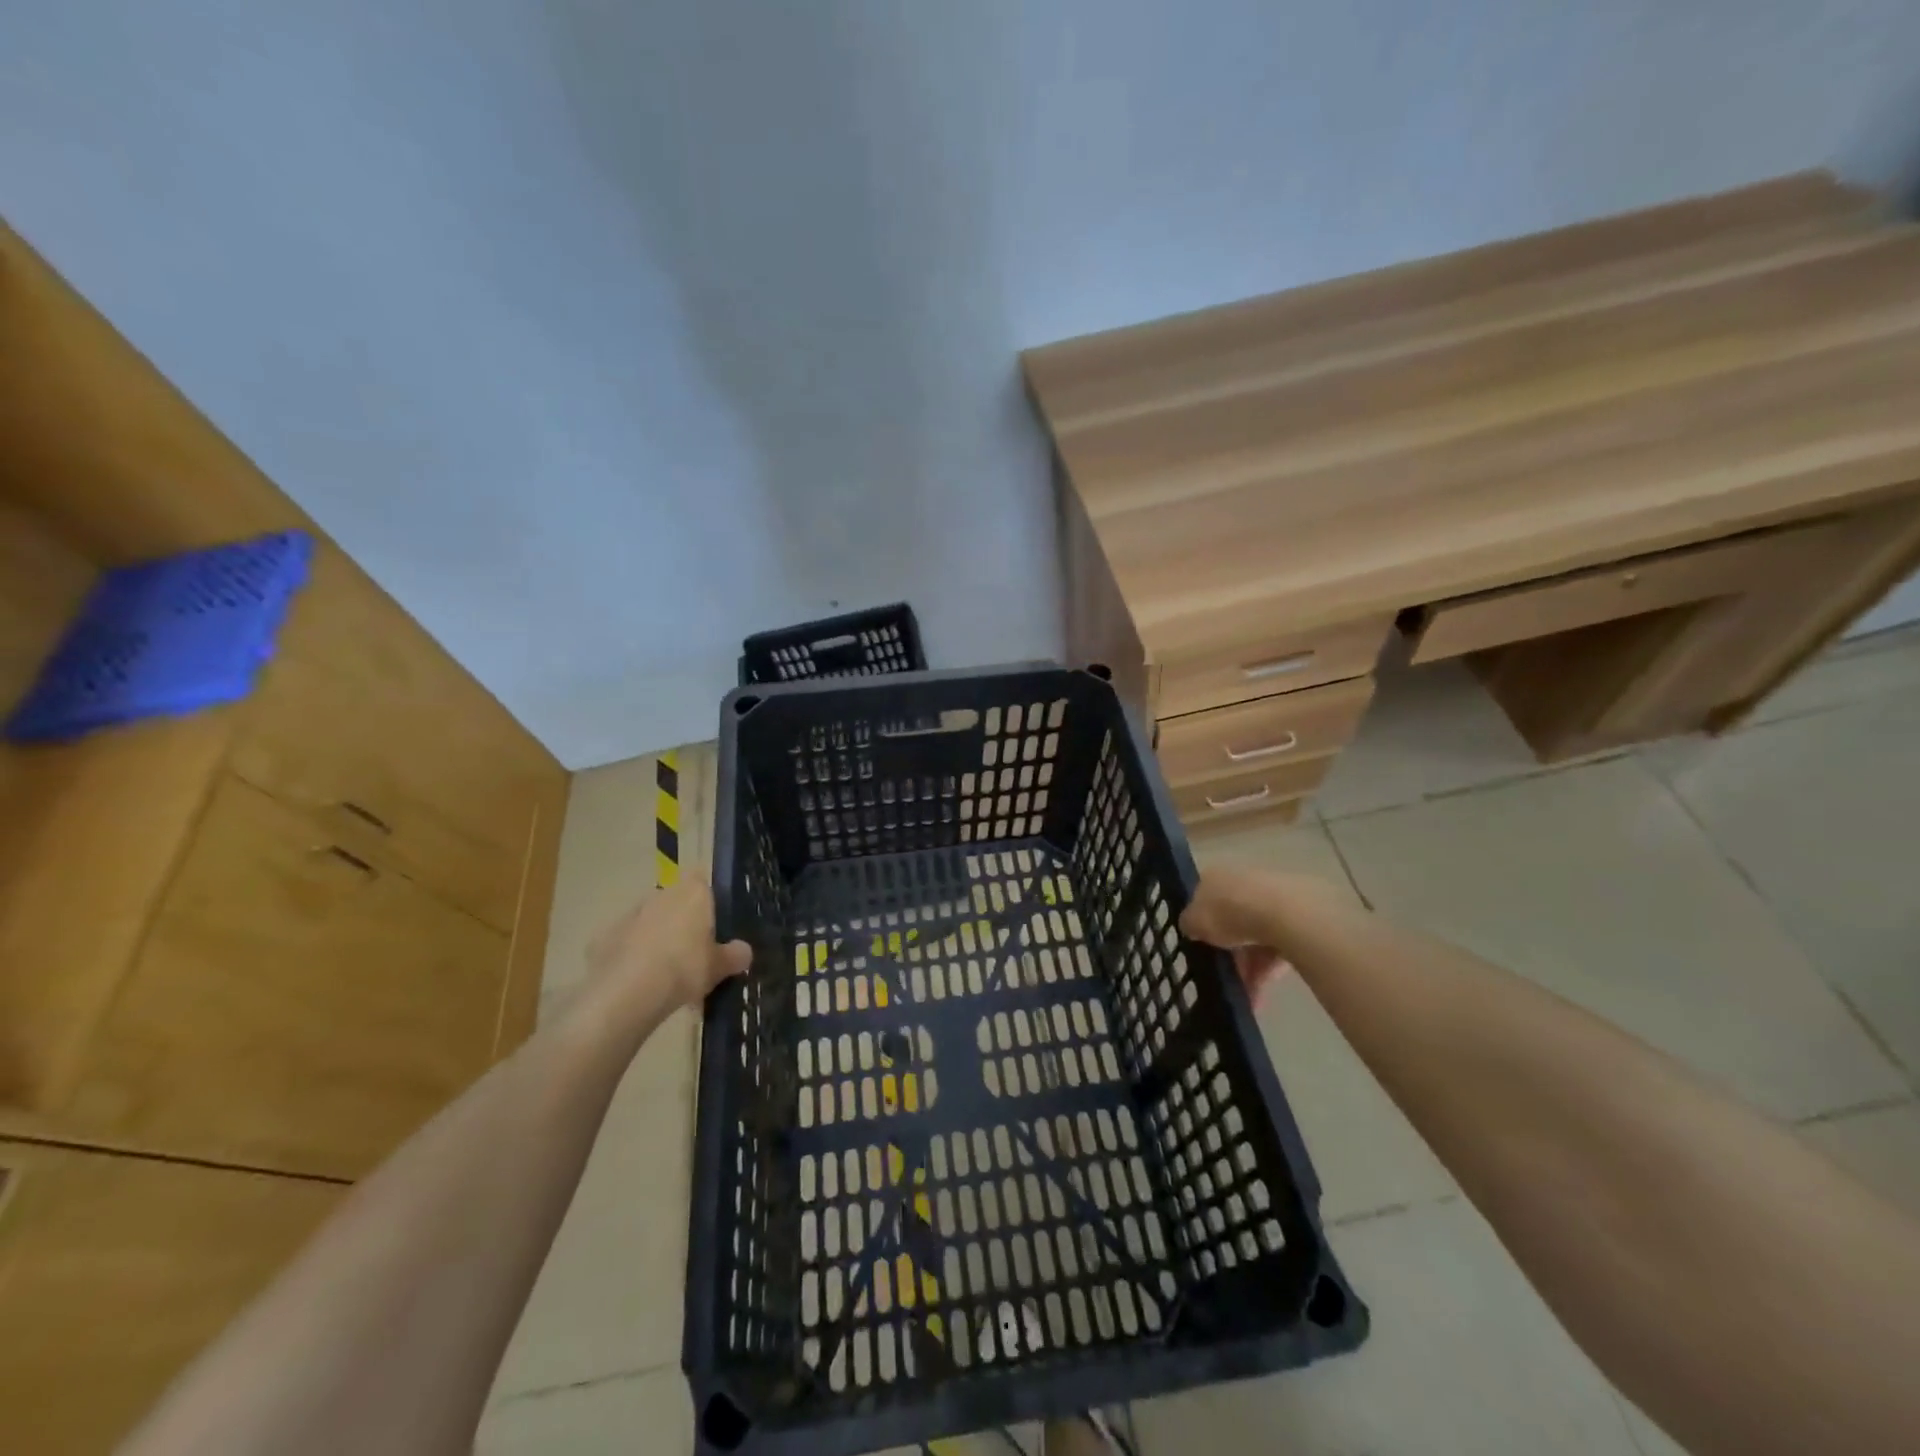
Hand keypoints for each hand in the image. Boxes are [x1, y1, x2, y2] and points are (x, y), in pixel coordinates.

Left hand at [584, 880, 751, 1018]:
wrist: (627, 992)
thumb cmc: (684, 968)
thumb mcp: (720, 967)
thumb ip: (734, 955)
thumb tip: (744, 951)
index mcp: (693, 893)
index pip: (702, 879)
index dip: (707, 897)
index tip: (712, 921)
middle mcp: (661, 895)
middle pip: (675, 901)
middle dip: (682, 921)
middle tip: (692, 953)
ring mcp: (630, 914)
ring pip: (649, 921)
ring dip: (656, 938)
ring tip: (665, 974)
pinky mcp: (604, 937)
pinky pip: (625, 943)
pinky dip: (631, 956)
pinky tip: (638, 982)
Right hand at [1181, 865, 1297, 1006]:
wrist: (1284, 914)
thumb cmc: (1229, 912)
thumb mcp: (1194, 921)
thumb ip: (1189, 924)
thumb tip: (1191, 926)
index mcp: (1214, 876)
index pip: (1202, 899)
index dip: (1200, 924)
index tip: (1199, 947)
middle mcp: (1242, 881)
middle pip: (1230, 920)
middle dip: (1227, 952)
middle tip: (1222, 979)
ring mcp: (1271, 898)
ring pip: (1254, 938)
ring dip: (1247, 969)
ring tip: (1244, 998)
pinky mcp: (1297, 919)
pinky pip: (1276, 949)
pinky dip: (1267, 972)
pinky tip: (1260, 996)